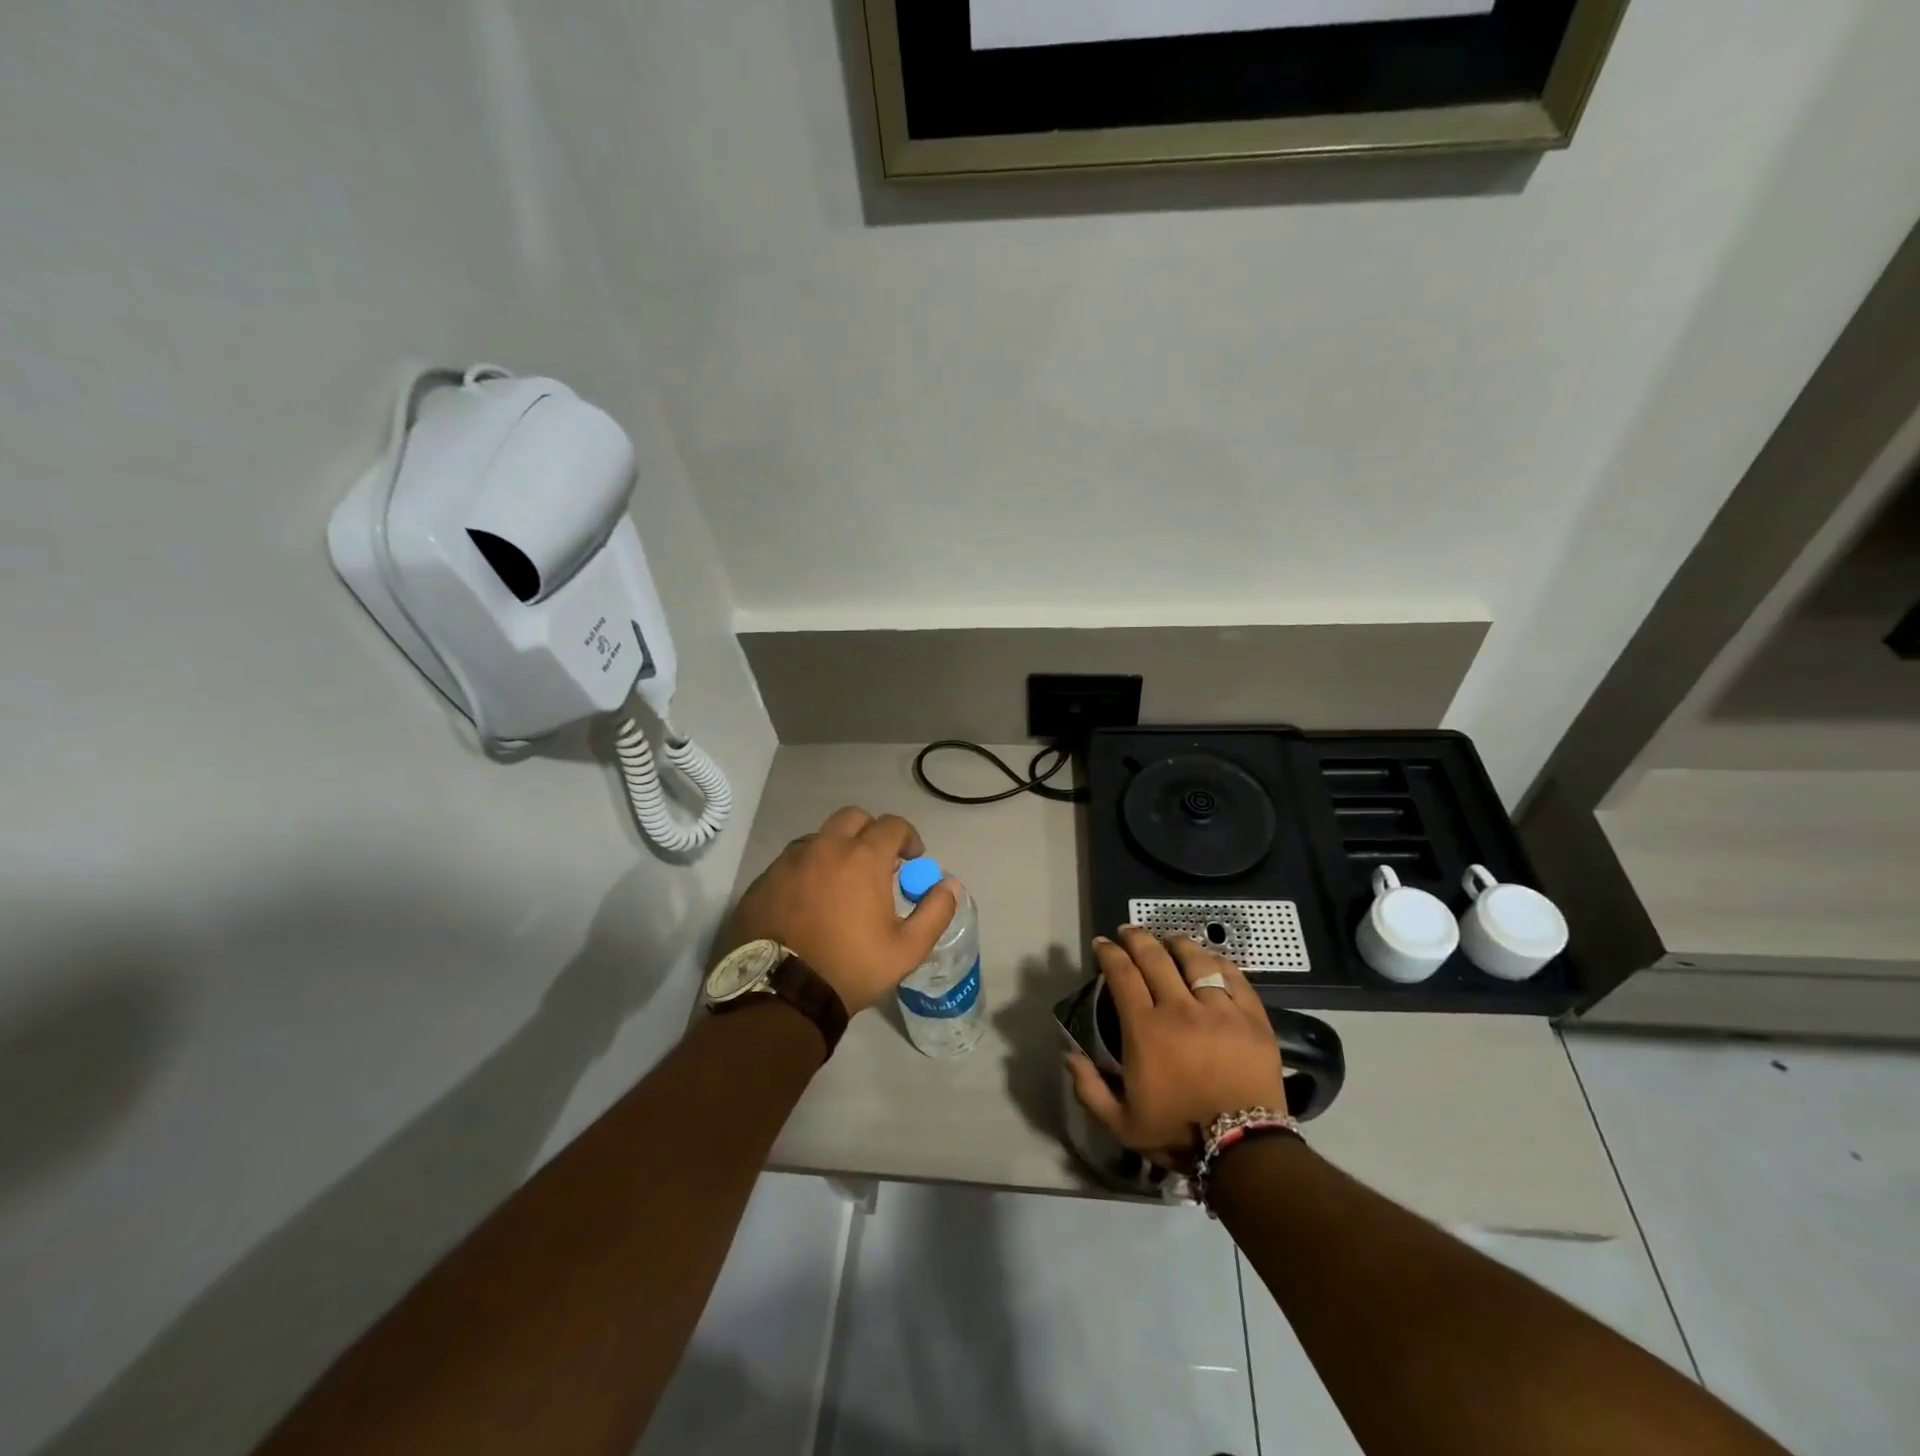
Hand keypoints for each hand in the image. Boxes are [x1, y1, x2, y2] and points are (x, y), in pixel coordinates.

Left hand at [720, 806, 959, 1015]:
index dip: (908, 837)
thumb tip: (951, 885)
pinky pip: (791, 862)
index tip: (912, 858)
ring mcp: (789, 861)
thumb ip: (935, 911)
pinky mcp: (763, 880)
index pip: (892, 825)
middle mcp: (825, 847)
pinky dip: (807, 871)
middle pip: (853, 818)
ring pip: (819, 838)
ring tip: (841, 883)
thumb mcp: (907, 949)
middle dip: (870, 832)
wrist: (781, 993)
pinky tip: (809, 901)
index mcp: (863, 857)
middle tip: (877, 863)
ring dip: (836, 850)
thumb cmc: (851, 967)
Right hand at [1066, 927, 1286, 1170]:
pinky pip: (1234, 977)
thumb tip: (1068, 1055)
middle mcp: (1180, 1009)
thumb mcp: (1121, 1124)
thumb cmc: (1179, 1134)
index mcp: (1145, 1029)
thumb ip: (1089, 1089)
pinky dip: (1218, 963)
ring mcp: (1220, 1010)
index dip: (1109, 954)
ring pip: (1195, 960)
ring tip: (1169, 939)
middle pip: (1155, 957)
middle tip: (1128, 931)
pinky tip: (1209, 960)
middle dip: (1137, 938)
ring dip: (1177, 944)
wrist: (1245, 1151)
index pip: (1122, 975)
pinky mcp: (1252, 1018)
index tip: (1102, 944)